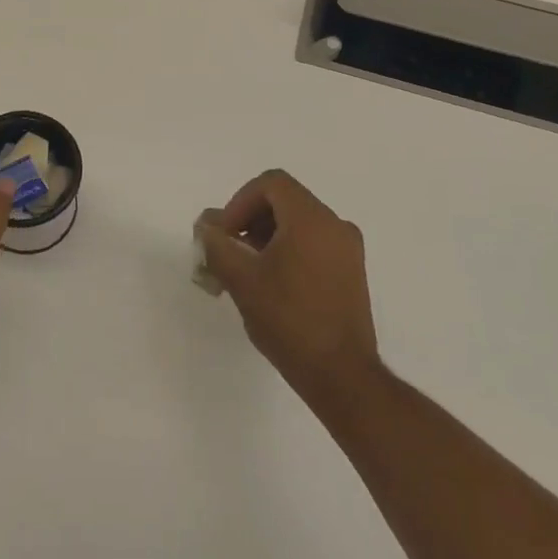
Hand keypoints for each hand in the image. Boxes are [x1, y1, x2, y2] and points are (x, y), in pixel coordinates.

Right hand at [196, 170, 380, 407]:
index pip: (271, 183)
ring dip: (266, 236)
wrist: (341, 375)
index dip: (240, 202)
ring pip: (298, 223)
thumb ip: (217, 244)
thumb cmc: (288, 320)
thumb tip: (206, 225)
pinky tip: (270, 283)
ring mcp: (348, 250)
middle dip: (250, 220)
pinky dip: (287, 250)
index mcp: (311, 219)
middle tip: (229, 251)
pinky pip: (313, 243)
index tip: (225, 234)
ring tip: (245, 271)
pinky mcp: (351, 272)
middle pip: (285, 201)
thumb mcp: (241, 279)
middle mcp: (335, 225)